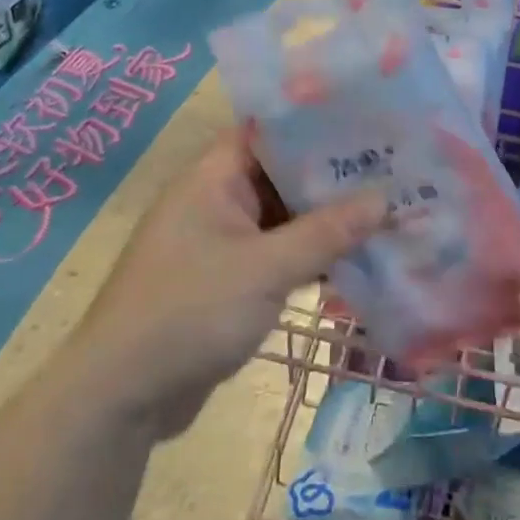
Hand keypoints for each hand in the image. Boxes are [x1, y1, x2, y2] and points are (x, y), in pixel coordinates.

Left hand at [78, 128, 387, 435]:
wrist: (123, 396)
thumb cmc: (190, 312)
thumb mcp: (265, 268)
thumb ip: (326, 233)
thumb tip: (384, 199)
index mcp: (212, 178)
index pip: (269, 131)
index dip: (317, 124)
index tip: (370, 123)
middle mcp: (216, 201)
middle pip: (282, 175)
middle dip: (333, 176)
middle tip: (395, 169)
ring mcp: (222, 243)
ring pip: (284, 219)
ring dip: (327, 221)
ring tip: (389, 209)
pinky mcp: (229, 281)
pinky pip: (278, 255)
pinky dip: (311, 256)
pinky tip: (357, 259)